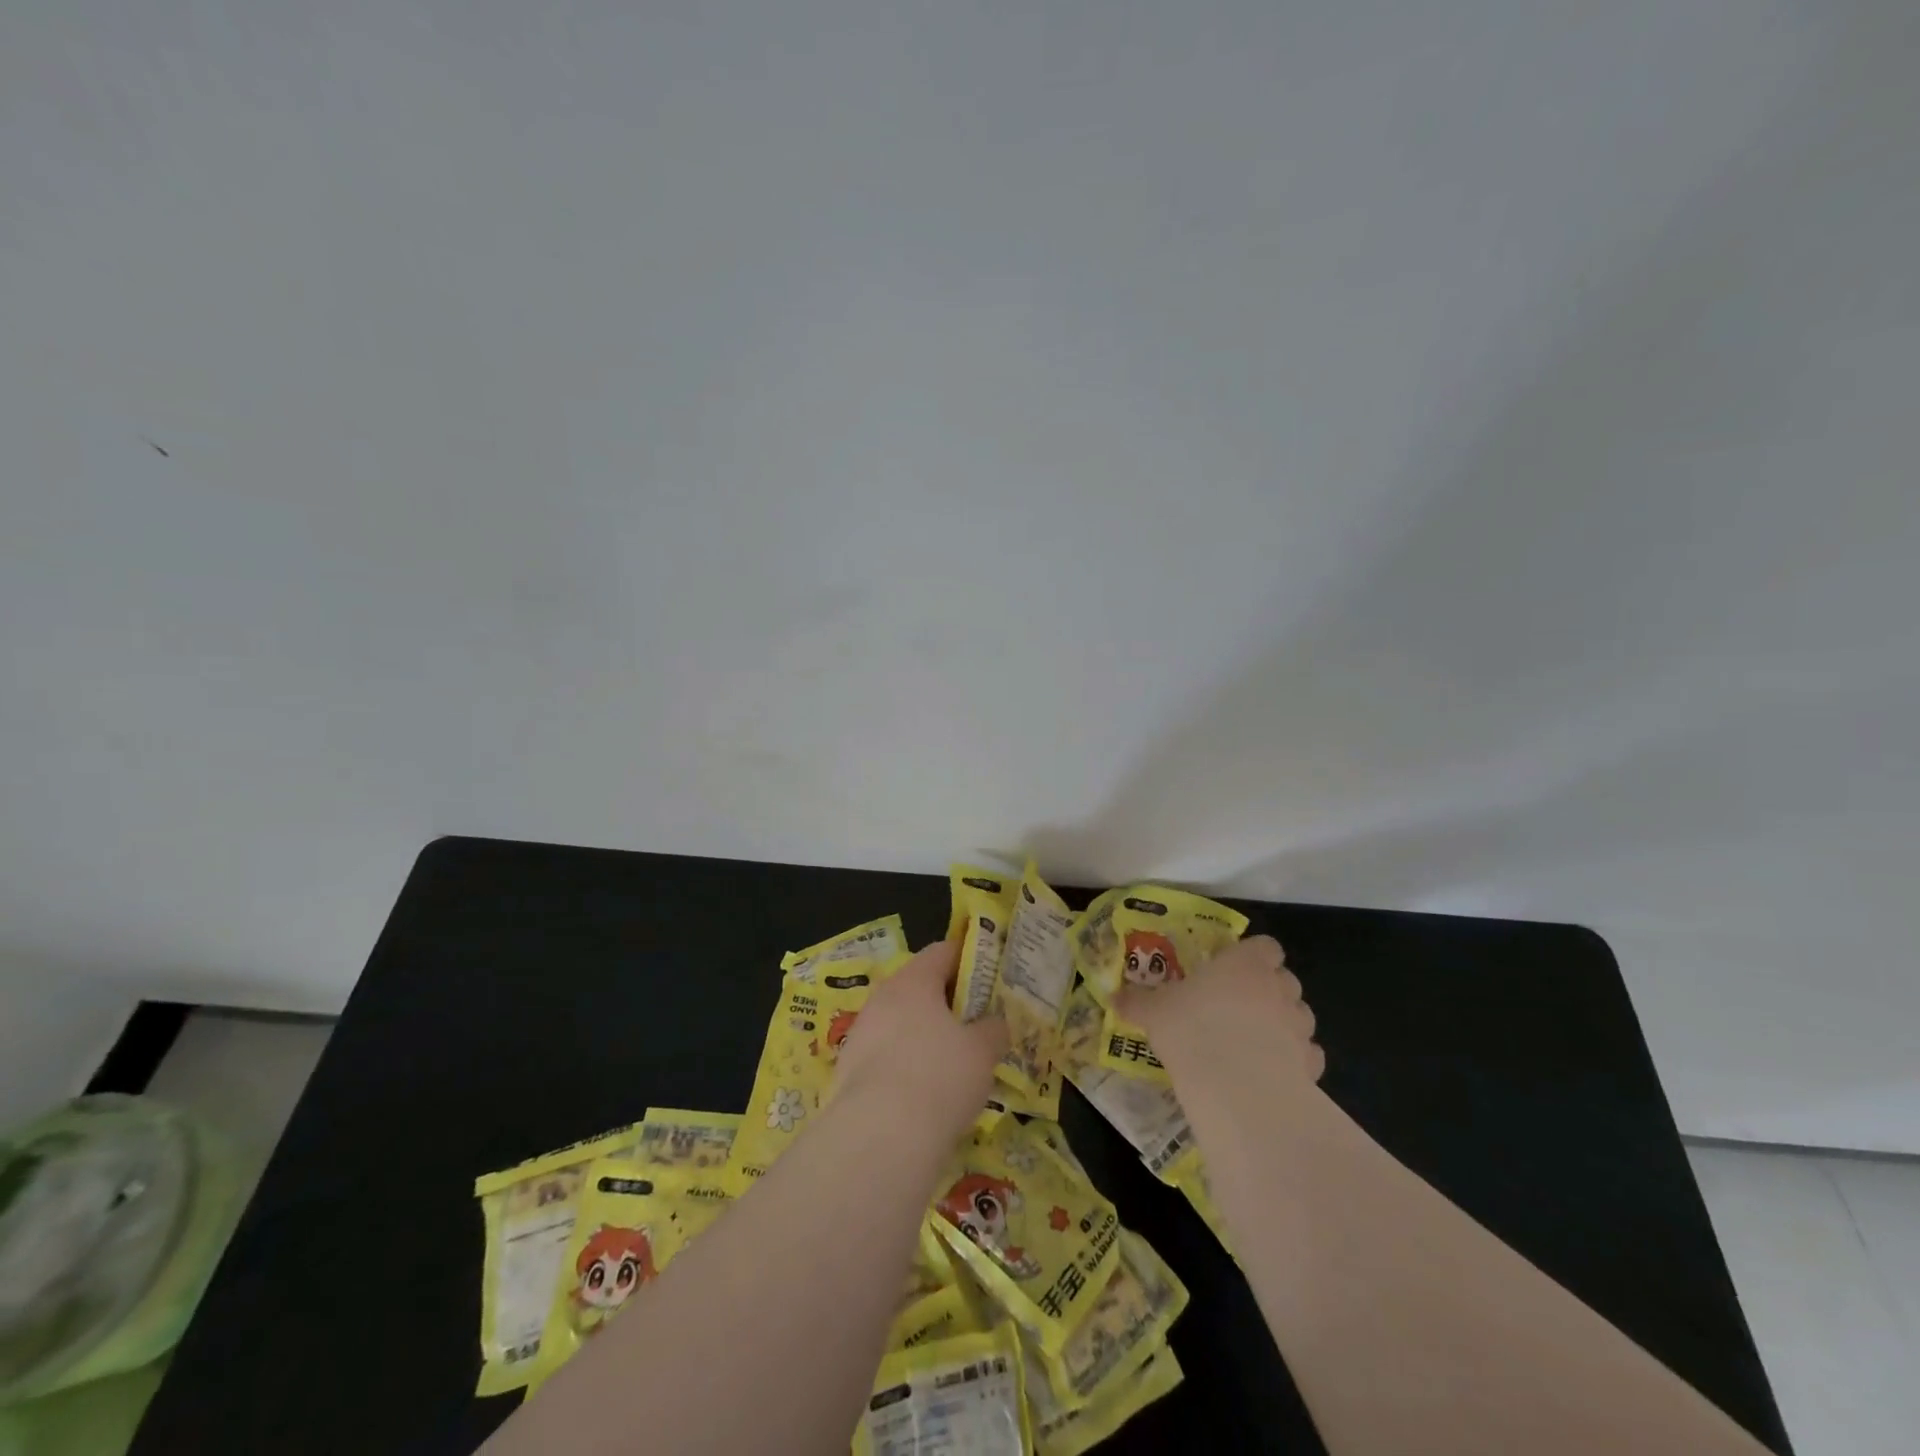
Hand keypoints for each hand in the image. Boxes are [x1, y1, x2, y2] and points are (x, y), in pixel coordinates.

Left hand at [833, 940, 1008, 1135]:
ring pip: (900, 1023)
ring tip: (953, 1064)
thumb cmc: (940, 1076)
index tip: (989, 979)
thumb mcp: (983, 1051)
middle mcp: (882, 997)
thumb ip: (993, 1029)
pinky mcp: (848, 1070)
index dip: (968, 960)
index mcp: (914, 980)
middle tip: (975, 1025)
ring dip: (925, 1036)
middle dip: (947, 1003)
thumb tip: (995, 1023)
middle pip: (919, 987)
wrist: (879, 1137)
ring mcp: (861, 1033)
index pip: (943, 951)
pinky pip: (885, 1055)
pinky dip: (906, 1065)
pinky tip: (925, 1093)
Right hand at [1116, 935, 1324, 1090]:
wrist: (1236, 1086)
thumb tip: (1114, 998)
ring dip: (1282, 1022)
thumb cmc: (1192, 1028)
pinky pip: (1306, 1054)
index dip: (1252, 955)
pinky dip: (1294, 1059)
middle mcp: (1278, 987)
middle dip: (1268, 989)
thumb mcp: (1154, 1011)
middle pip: (1284, 978)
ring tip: (1254, 1041)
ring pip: (1299, 1015)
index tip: (1232, 969)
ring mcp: (1299, 1025)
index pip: (1264, 946)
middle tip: (1237, 1006)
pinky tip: (1270, 1071)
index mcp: (1244, 963)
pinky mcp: (1311, 1063)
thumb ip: (1138, 1002)